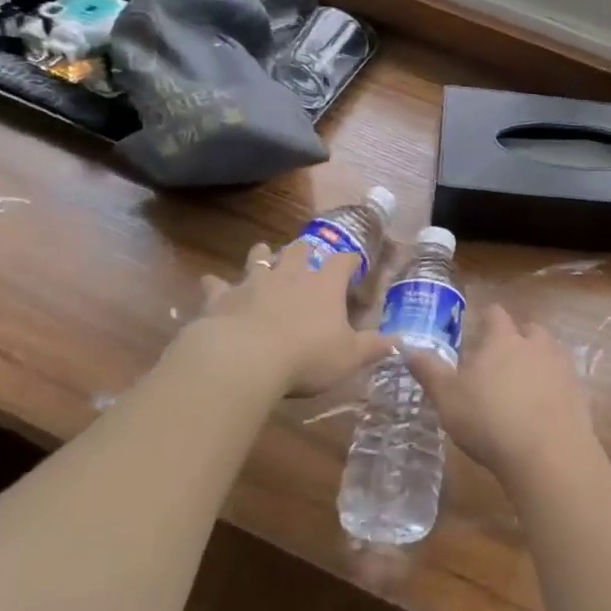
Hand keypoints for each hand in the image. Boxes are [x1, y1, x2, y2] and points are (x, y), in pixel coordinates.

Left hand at [184, 239, 388, 397]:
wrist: (244, 359)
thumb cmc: (306, 357)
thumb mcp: (349, 357)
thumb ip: (373, 348)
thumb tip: (400, 342)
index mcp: (324, 284)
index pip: (343, 261)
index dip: (350, 261)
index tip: (355, 263)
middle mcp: (291, 274)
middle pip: (300, 250)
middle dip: (304, 250)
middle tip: (306, 253)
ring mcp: (254, 282)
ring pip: (259, 257)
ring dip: (262, 255)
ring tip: (262, 252)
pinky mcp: (222, 297)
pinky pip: (217, 284)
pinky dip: (215, 284)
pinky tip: (211, 283)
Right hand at [404, 303, 596, 487]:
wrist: (548, 454)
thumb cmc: (489, 420)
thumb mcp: (448, 398)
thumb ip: (429, 372)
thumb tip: (407, 347)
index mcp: (502, 339)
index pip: (495, 314)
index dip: (487, 319)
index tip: (478, 330)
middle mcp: (535, 344)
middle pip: (529, 329)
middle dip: (517, 339)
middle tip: (500, 362)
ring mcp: (562, 367)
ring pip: (550, 352)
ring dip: (538, 362)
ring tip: (523, 386)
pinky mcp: (580, 393)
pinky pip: (564, 381)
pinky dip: (554, 389)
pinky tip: (543, 411)